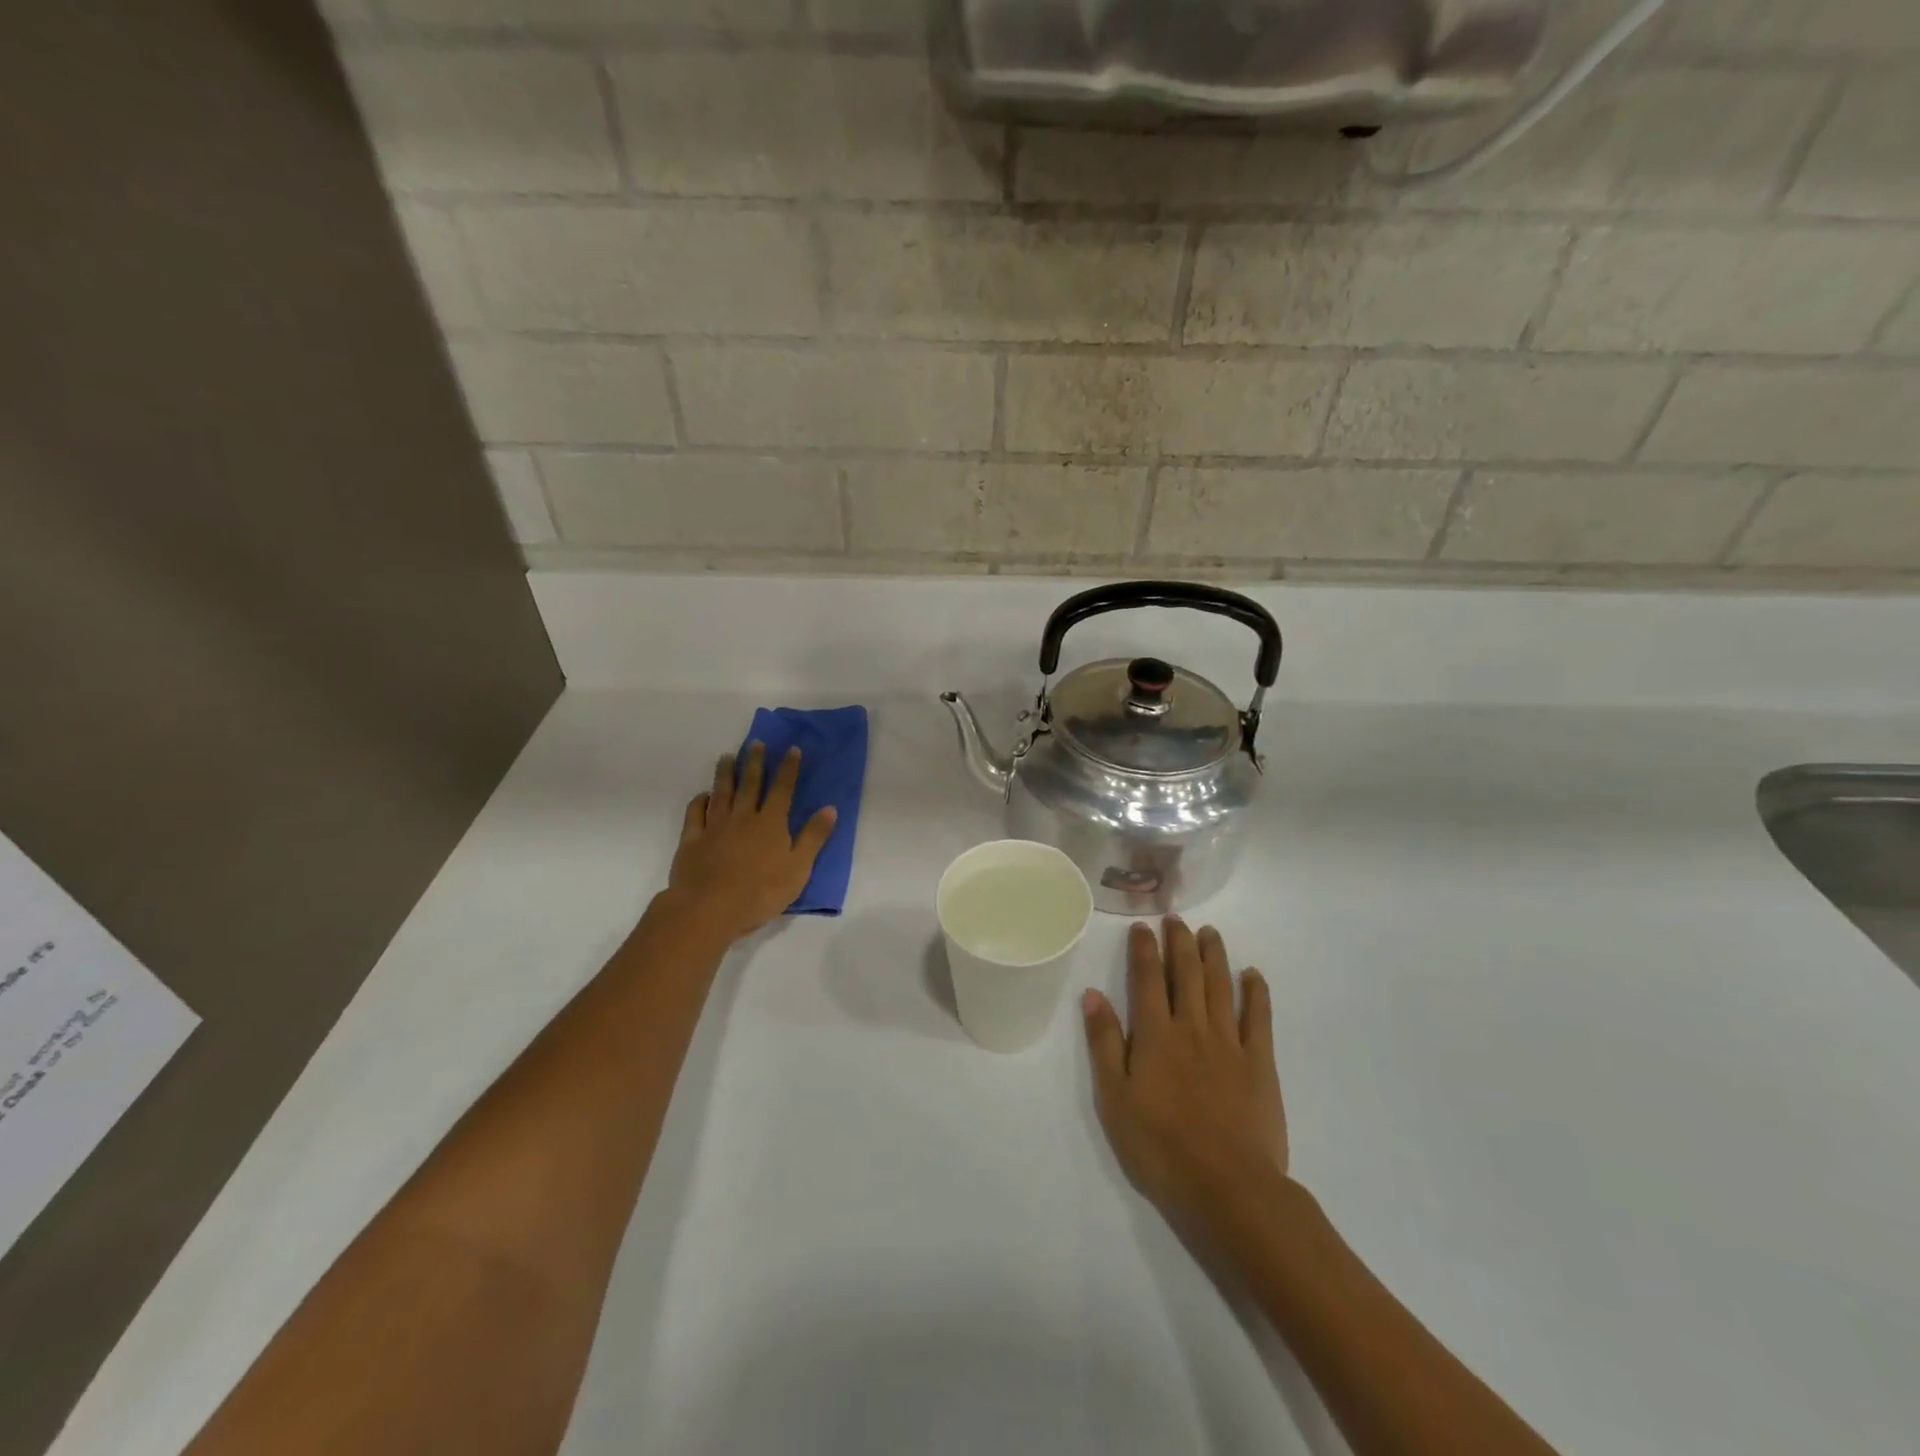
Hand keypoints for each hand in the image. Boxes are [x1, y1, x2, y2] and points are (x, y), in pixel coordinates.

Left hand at [665, 743, 836, 944]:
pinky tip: (703, 795)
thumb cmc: (760, 892)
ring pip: (721, 792)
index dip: (788, 768)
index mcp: (770, 823)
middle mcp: (743, 817)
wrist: (709, 908)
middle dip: (755, 762)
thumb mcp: (798, 868)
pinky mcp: (692, 840)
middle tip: (756, 743)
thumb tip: (830, 808)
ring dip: (726, 773)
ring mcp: (715, 826)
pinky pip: (695, 814)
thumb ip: (813, 837)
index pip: (782, 789)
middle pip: (750, 784)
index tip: (792, 749)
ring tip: (727, 757)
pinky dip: (700, 801)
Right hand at [1082, 918, 1286, 1232]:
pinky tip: (1253, 974)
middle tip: (1176, 918)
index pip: (1146, 979)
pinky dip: (1256, 992)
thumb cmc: (1161, 1147)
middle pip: (1185, 973)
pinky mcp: (1260, 1063)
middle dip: (1179, 942)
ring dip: (1214, 955)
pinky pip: (1258, 1018)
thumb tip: (1093, 994)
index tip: (1142, 926)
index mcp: (1155, 1035)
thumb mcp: (1115, 1099)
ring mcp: (1229, 1043)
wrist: (1229, 1188)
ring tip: (1209, 932)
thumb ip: (1105, 1043)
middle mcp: (1192, 1027)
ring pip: (1220, 986)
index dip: (1143, 950)